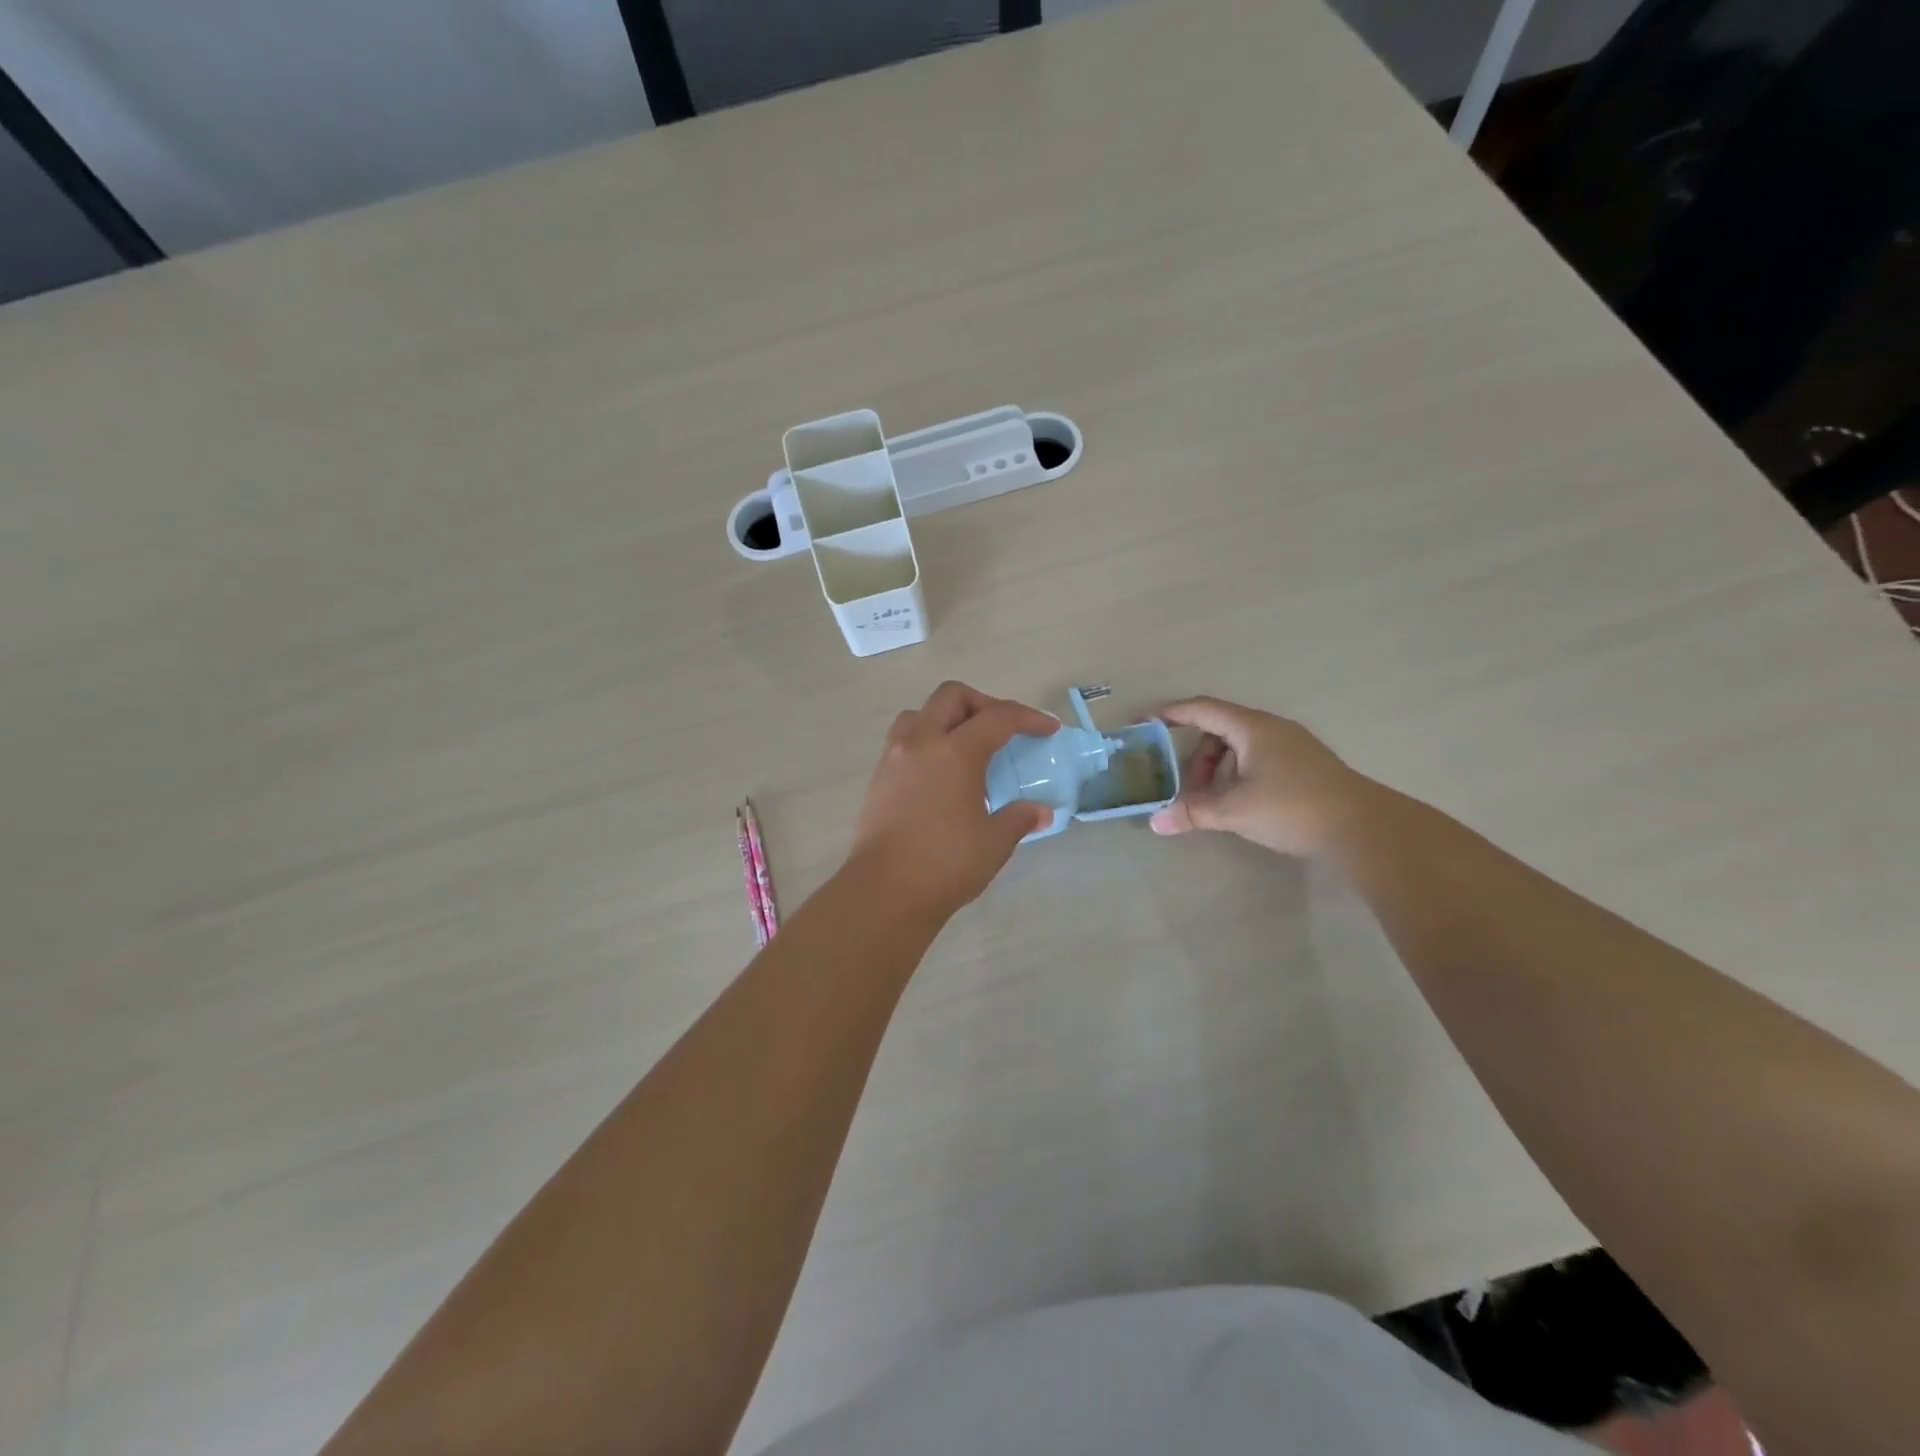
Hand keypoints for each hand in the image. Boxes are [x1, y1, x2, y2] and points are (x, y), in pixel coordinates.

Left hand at [847, 681, 1059, 921]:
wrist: (884, 891)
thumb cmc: (945, 863)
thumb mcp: (994, 842)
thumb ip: (1019, 818)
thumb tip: (1041, 812)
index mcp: (956, 751)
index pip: (998, 717)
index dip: (1028, 718)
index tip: (1048, 729)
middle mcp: (922, 742)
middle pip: (952, 696)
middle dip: (983, 704)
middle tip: (1003, 730)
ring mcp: (894, 757)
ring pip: (920, 713)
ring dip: (947, 718)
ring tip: (965, 747)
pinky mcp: (878, 778)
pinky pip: (904, 740)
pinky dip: (927, 741)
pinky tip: (940, 774)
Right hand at [1148, 697, 1375, 855]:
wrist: (1364, 828)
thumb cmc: (1294, 808)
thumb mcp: (1236, 811)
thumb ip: (1193, 812)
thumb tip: (1156, 822)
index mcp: (1252, 728)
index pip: (1201, 709)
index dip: (1170, 713)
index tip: (1143, 722)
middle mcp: (1270, 728)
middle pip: (1219, 729)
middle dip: (1195, 755)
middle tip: (1184, 786)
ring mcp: (1291, 745)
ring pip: (1239, 746)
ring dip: (1217, 768)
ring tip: (1212, 800)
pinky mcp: (1303, 764)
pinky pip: (1256, 758)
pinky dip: (1237, 774)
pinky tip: (1240, 802)